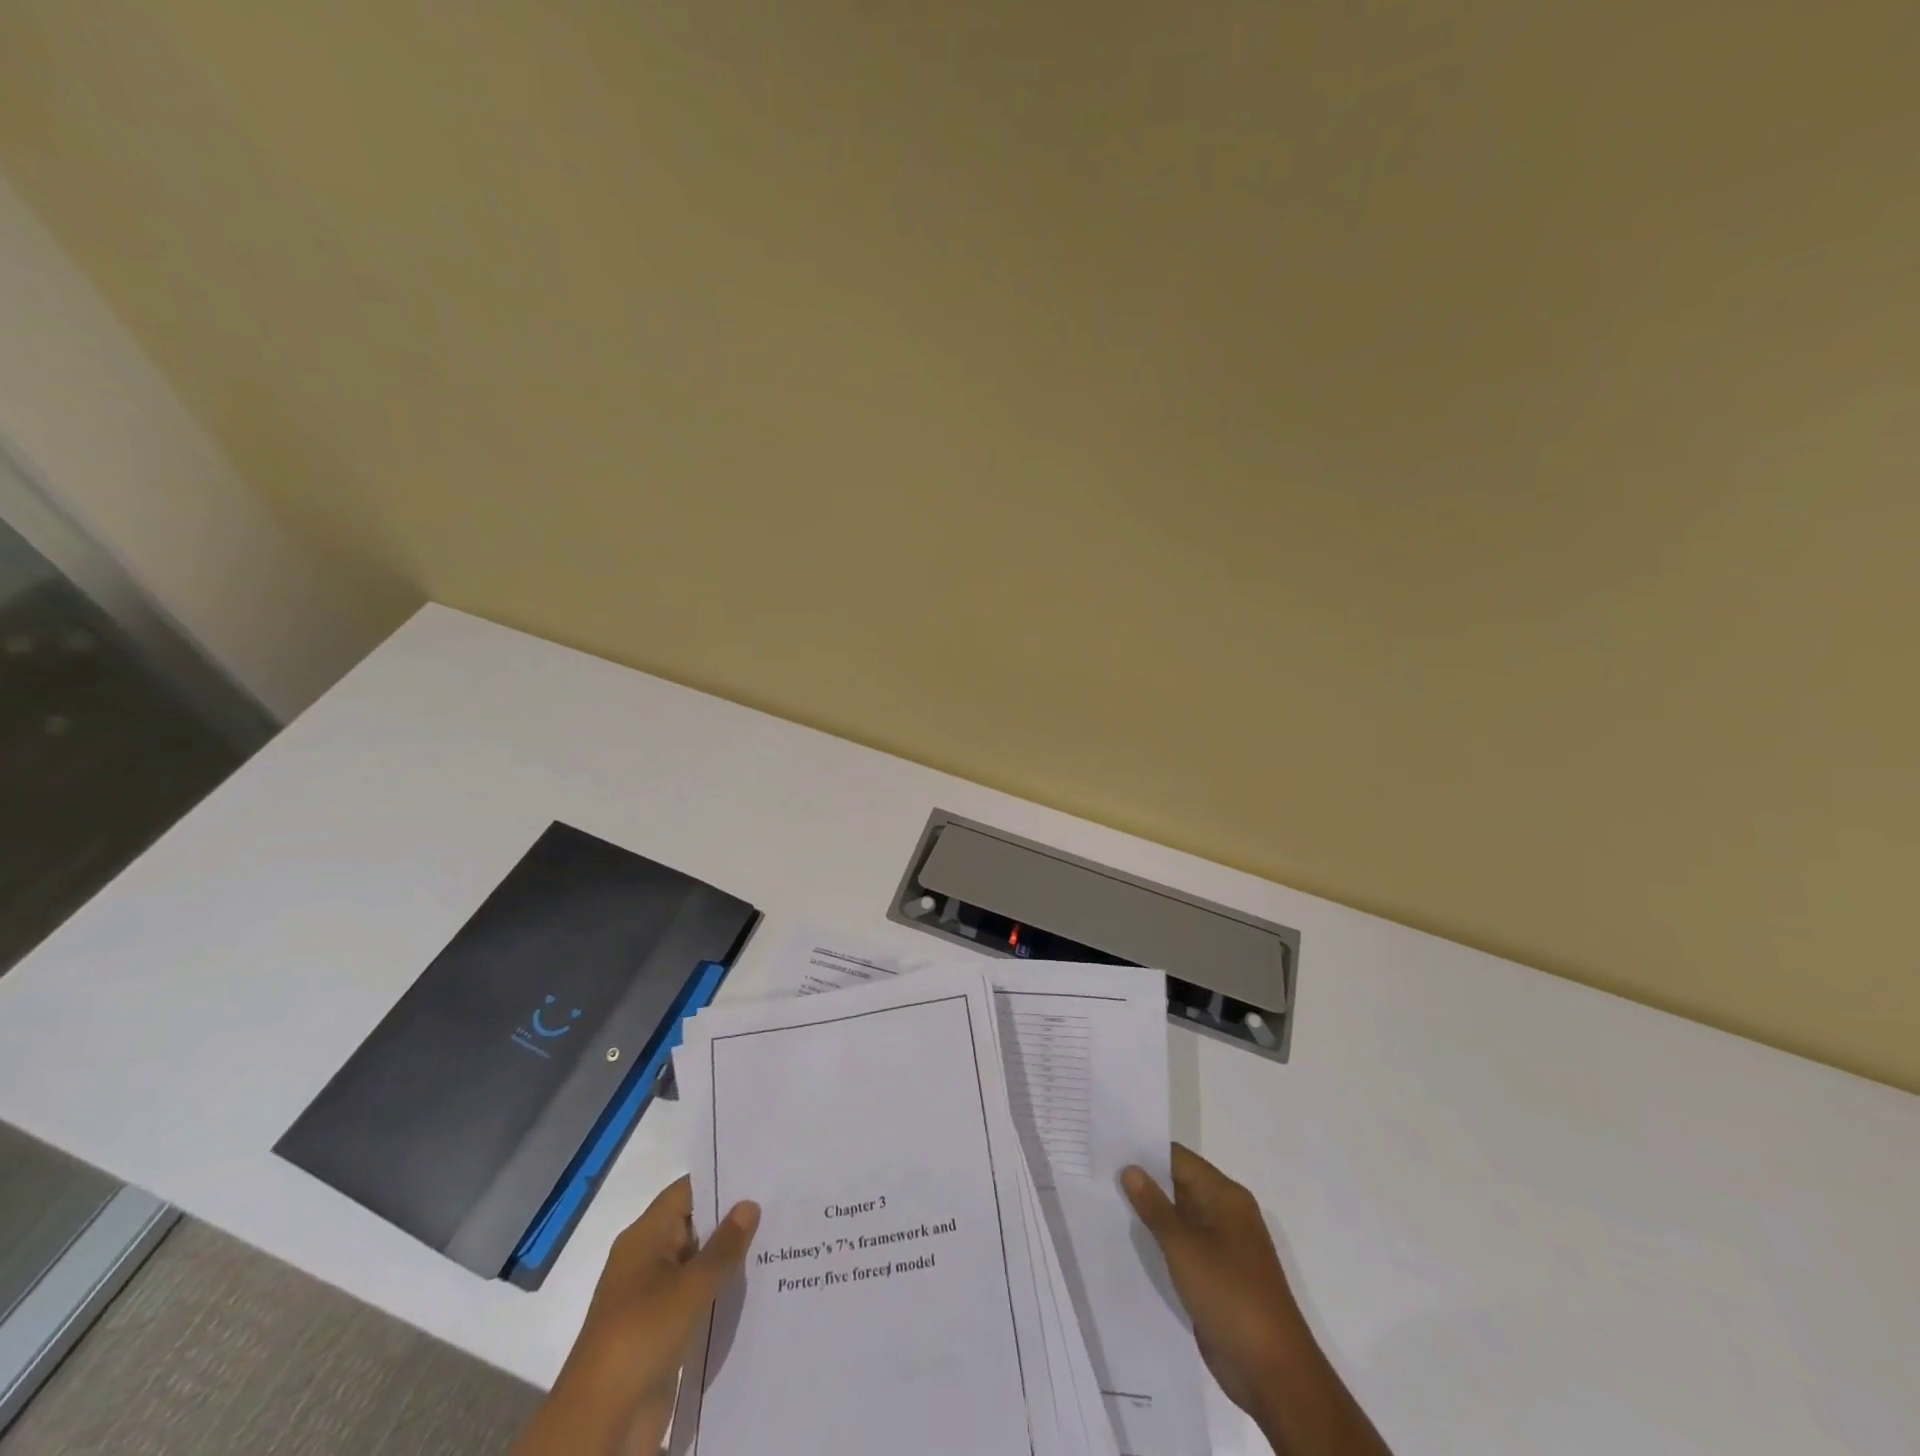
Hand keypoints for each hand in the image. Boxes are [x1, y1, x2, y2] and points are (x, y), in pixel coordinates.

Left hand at [512, 1177, 759, 1455]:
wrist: (601, 1421)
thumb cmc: (642, 1335)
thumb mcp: (691, 1286)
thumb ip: (724, 1245)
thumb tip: (749, 1204)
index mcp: (644, 1237)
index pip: (686, 1192)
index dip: (721, 1180)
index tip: (761, 1174)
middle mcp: (646, 1260)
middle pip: (693, 1226)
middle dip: (731, 1220)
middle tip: (779, 1207)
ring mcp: (651, 1297)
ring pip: (696, 1264)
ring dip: (728, 1259)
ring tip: (778, 1243)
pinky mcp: (659, 1331)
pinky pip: (695, 1299)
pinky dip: (719, 1292)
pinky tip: (755, 1289)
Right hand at [1121, 1144, 1303, 1415]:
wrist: (1273, 1372)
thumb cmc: (1230, 1296)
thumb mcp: (1185, 1247)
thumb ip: (1154, 1207)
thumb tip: (1130, 1168)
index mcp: (1225, 1196)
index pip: (1178, 1159)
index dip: (1144, 1151)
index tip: (1108, 1147)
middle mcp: (1225, 1213)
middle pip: (1178, 1184)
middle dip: (1143, 1182)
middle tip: (1098, 1174)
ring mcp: (1222, 1246)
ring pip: (1178, 1217)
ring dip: (1149, 1214)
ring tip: (1105, 1202)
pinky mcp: (1216, 1275)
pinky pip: (1182, 1246)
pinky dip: (1160, 1242)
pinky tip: (1129, 1242)